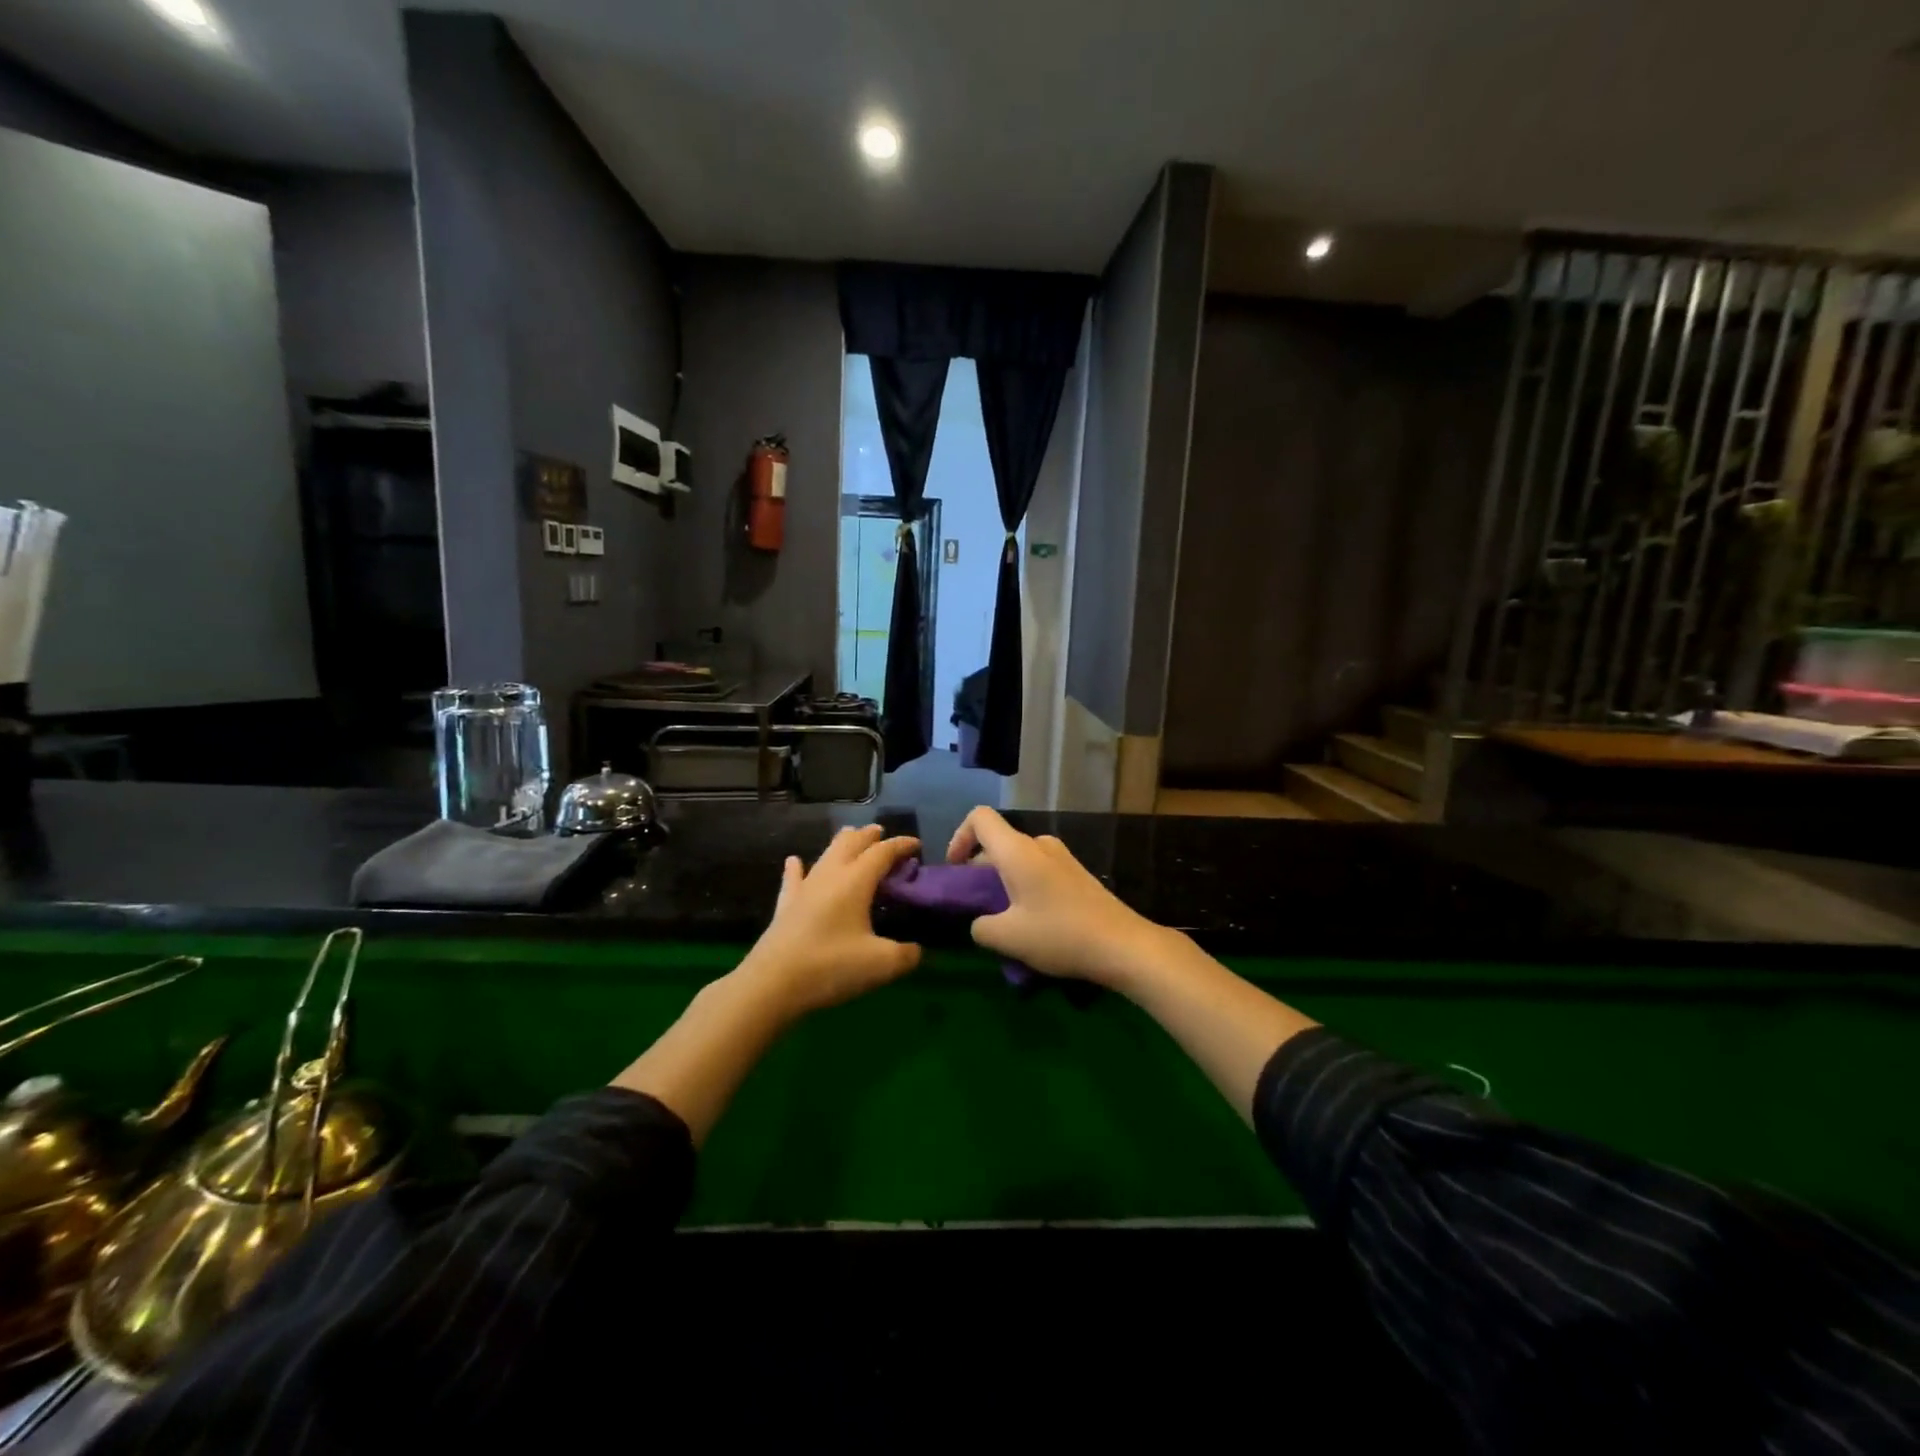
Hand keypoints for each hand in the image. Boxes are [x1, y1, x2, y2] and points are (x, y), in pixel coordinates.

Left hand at [736, 825, 922, 1016]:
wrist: (772, 984)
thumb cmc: (831, 967)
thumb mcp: (882, 964)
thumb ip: (907, 954)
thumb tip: (916, 950)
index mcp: (856, 881)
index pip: (883, 852)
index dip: (902, 845)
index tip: (917, 845)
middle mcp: (830, 874)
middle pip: (852, 842)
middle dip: (870, 835)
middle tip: (884, 835)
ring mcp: (805, 887)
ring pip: (826, 853)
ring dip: (843, 842)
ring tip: (852, 836)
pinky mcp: (786, 905)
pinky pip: (793, 878)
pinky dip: (797, 867)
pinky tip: (794, 861)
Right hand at [945, 807, 1164, 988]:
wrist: (1123, 945)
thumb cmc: (1060, 934)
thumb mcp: (1007, 938)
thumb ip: (980, 927)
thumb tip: (980, 922)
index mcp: (1017, 851)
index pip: (979, 818)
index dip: (959, 837)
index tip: (956, 871)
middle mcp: (1039, 845)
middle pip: (998, 842)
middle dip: (978, 869)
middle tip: (975, 906)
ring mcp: (1062, 858)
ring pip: (1019, 859)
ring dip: (1003, 882)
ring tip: (1002, 919)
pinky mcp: (1077, 875)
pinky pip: (1039, 871)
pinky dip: (1025, 888)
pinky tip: (1032, 923)